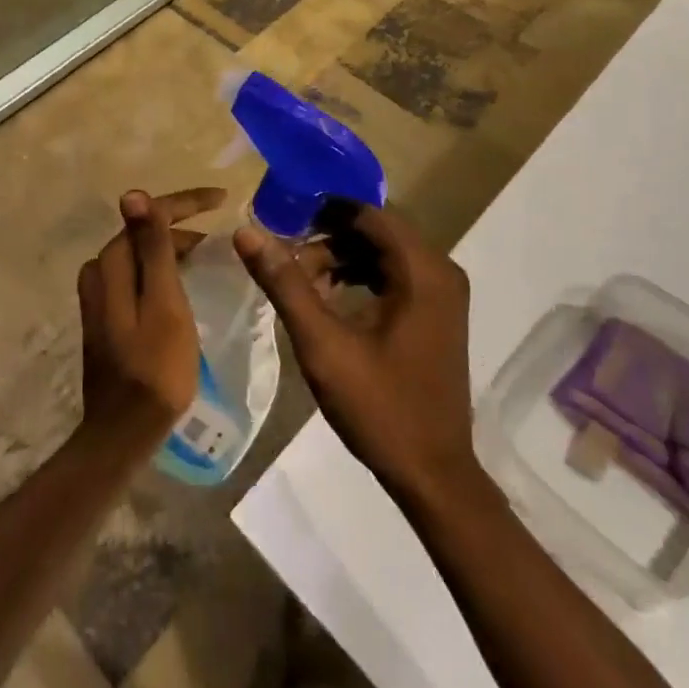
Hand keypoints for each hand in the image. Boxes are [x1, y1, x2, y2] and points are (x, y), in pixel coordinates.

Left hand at [77, 187, 225, 445]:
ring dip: (171, 245)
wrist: (124, 431)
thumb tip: (133, 193)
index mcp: (113, 262)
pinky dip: (160, 268)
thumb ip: (152, 248)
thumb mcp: (163, 303)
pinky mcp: (106, 314)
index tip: (222, 199)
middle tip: (218, 228)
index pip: (149, 214)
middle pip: (143, 231)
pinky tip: (181, 279)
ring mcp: (99, 294)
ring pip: (140, 253)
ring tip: (206, 251)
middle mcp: (99, 270)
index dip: (186, 202)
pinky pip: (136, 274)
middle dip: (181, 222)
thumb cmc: (155, 367)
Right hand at [234, 203, 476, 501]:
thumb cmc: (380, 408)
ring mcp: (442, 292)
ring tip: (302, 284)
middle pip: (375, 230)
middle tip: (286, 259)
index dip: (323, 211)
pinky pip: (392, 273)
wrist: (433, 476)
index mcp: (423, 269)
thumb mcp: (323, 344)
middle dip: (327, 238)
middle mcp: (440, 270)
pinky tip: (329, 300)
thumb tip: (246, 232)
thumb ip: (285, 283)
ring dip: (340, 258)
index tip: (282, 221)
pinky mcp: (436, 311)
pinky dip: (358, 276)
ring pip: (381, 251)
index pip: (368, 213)